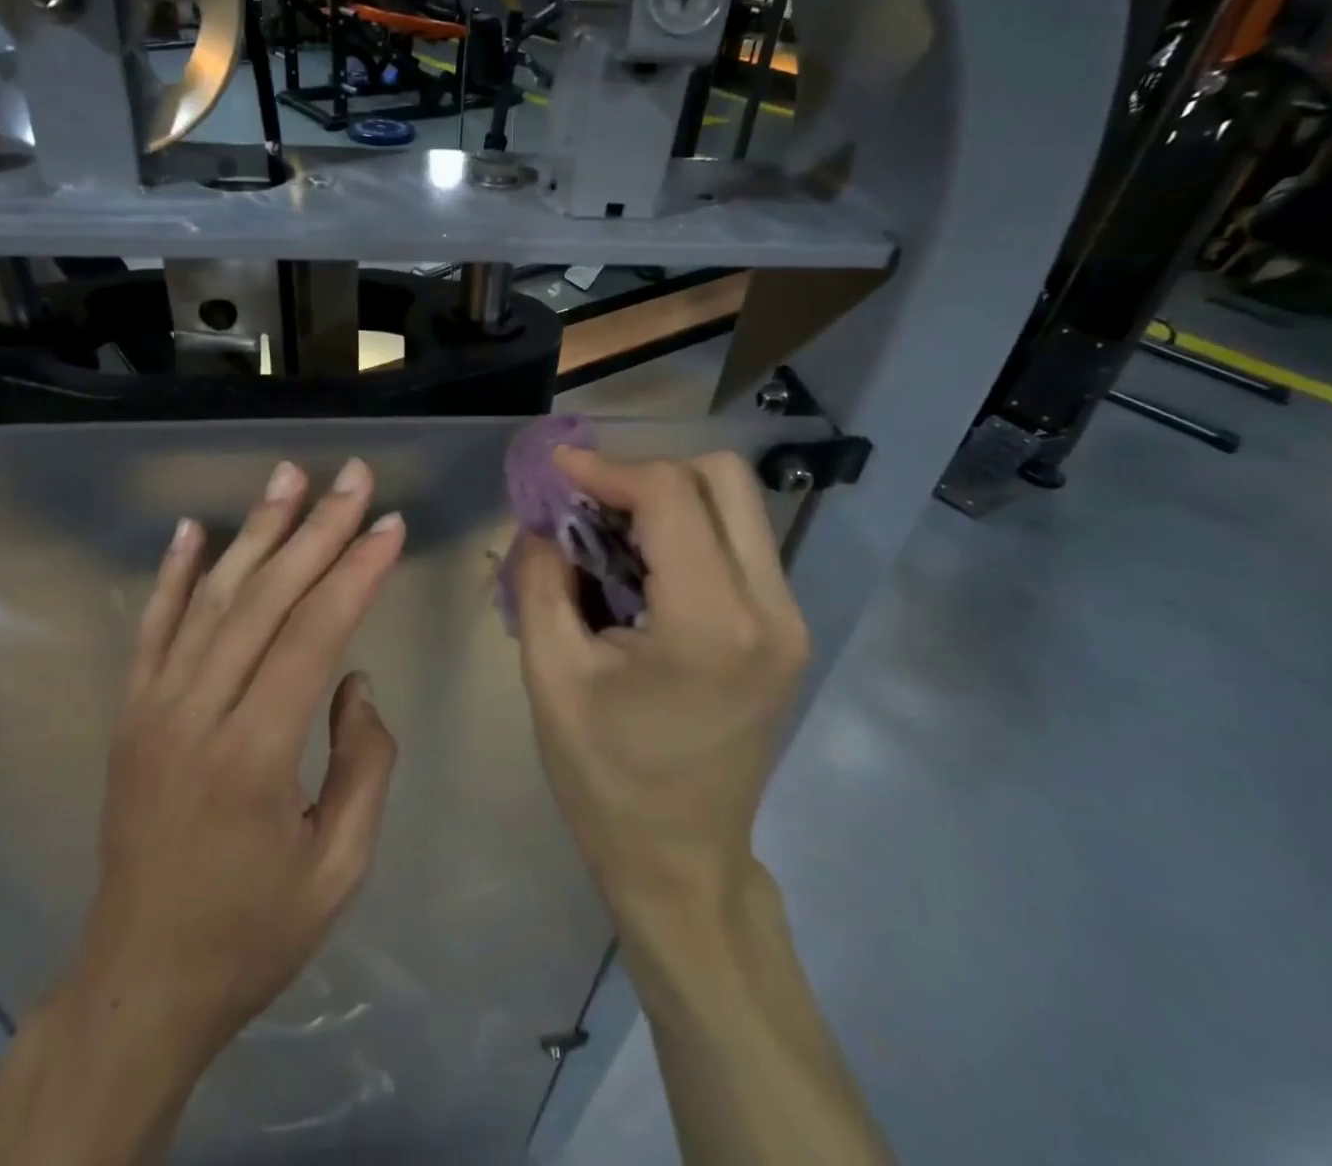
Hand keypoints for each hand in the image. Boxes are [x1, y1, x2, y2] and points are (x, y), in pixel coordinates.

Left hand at [58, 456, 405, 1071]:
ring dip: (256, 530)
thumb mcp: (340, 867)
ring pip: (211, 597)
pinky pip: (152, 627)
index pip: (314, 634)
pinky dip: (173, 572)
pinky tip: (193, 528)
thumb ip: (364, 764)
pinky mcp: (130, 712)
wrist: (138, 983)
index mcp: (254, 754)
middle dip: (318, 528)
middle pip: (265, 598)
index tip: (391, 523)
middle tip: (355, 477)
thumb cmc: (252, 932)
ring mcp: (152, 707)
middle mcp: (196, 713)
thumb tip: (356, 681)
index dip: (356, 572)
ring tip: (288, 475)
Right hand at [510, 448, 807, 922]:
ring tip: (607, 531)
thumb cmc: (605, 779)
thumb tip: (542, 518)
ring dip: (668, 499)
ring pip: (736, 504)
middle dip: (646, 473)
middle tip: (587, 502)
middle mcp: (771, 608)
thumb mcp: (550, 674)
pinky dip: (687, 529)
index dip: (606, 468)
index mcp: (712, 624)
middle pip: (722, 478)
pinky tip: (641, 564)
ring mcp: (789, 619)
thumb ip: (541, 578)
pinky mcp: (785, 630)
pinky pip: (739, 542)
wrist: (681, 862)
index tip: (555, 472)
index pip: (670, 494)